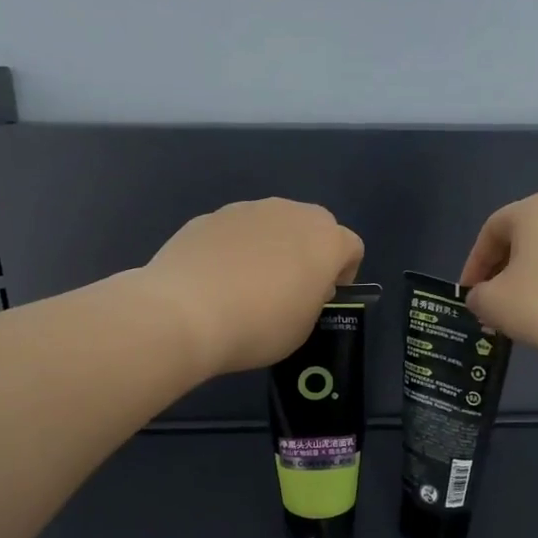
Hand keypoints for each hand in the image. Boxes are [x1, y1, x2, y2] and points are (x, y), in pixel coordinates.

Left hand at [143, 199, 364, 375]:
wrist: (185, 313)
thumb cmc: (259, 326)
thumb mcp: (303, 327)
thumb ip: (312, 299)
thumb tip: (300, 284)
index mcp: (325, 240)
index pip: (352, 247)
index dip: (343, 274)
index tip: (324, 298)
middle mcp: (290, 213)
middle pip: (313, 226)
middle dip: (308, 253)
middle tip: (289, 289)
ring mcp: (247, 210)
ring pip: (271, 225)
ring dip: (270, 247)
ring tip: (246, 286)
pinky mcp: (209, 216)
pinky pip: (234, 232)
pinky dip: (234, 249)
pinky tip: (215, 281)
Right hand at [459, 191, 537, 366]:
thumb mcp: (494, 304)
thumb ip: (477, 296)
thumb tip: (483, 296)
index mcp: (534, 209)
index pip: (490, 231)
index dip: (473, 264)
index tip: (469, 295)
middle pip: (521, 238)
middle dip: (502, 271)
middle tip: (493, 304)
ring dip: (530, 278)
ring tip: (523, 312)